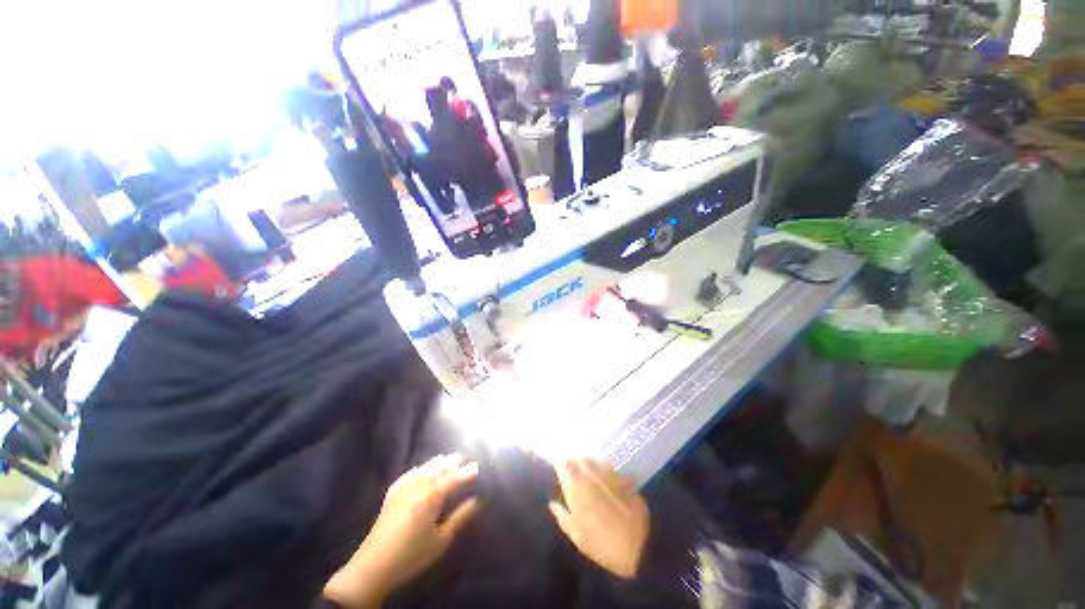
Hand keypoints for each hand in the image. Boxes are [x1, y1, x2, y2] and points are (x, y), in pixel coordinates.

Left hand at [324, 454, 479, 607]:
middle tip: (461, 456)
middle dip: (450, 462)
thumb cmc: (412, 555)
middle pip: (437, 470)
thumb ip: (459, 518)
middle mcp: (417, 488)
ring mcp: (402, 490)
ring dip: (435, 463)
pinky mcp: (390, 497)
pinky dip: (415, 470)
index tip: (476, 465)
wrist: (373, 567)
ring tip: (444, 458)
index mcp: (431, 498)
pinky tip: (417, 469)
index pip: (453, 479)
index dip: (465, 472)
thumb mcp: (441, 540)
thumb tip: (476, 501)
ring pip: (422, 470)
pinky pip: (405, 477)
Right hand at [548, 458, 648, 578]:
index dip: (557, 463)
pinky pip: (609, 468)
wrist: (638, 548)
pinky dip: (603, 470)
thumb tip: (552, 503)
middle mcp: (591, 473)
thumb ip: (562, 515)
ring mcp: (609, 473)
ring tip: (585, 470)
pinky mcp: (623, 478)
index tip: (555, 467)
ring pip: (594, 460)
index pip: (562, 464)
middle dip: (572, 460)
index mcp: (575, 485)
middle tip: (568, 467)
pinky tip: (604, 479)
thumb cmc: (600, 544)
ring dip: (588, 463)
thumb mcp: (575, 534)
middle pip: (578, 458)